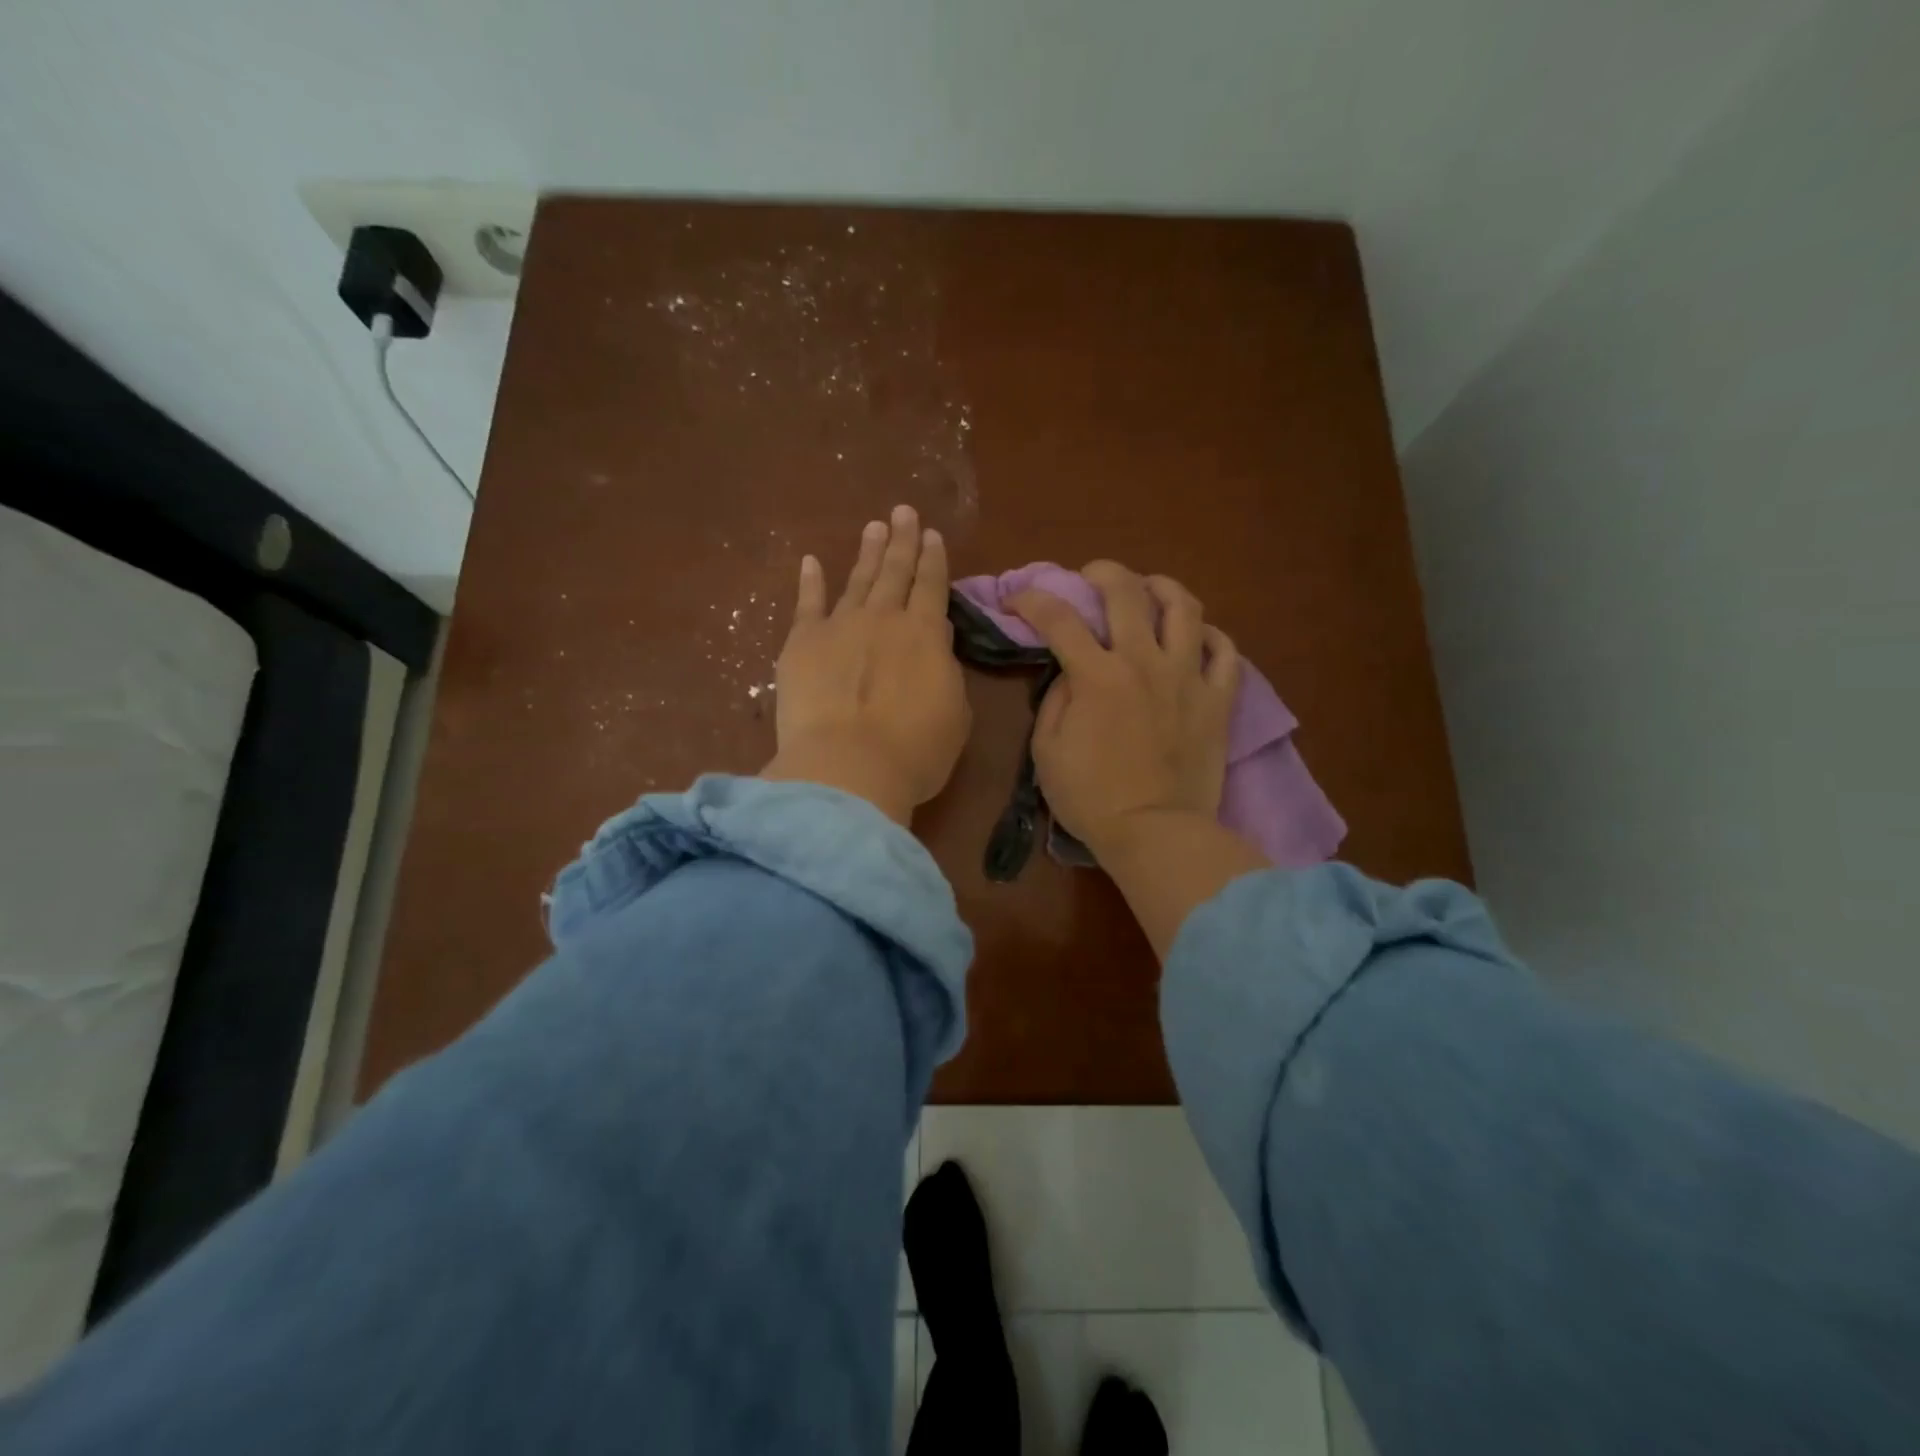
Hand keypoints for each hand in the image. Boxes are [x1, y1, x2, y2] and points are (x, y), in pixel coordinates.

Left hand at [762, 505, 969, 825]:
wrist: (849, 767)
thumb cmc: (915, 751)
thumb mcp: (954, 712)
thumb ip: (946, 671)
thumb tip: (935, 643)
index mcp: (926, 634)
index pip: (932, 586)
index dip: (933, 560)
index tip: (932, 535)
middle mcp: (885, 618)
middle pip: (895, 571)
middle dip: (902, 540)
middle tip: (903, 512)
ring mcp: (840, 625)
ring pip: (857, 580)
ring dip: (867, 552)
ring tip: (874, 527)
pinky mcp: (802, 642)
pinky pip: (808, 603)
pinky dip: (810, 580)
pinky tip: (811, 561)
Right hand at [1010, 561, 1240, 857]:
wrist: (1153, 833)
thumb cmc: (1090, 797)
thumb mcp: (1047, 750)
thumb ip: (1057, 700)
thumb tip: (1072, 672)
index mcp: (1097, 675)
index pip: (1057, 618)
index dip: (1030, 598)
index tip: (1016, 599)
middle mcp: (1144, 662)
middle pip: (1126, 591)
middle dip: (1102, 572)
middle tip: (1090, 577)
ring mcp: (1188, 677)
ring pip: (1184, 607)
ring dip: (1162, 587)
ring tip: (1149, 590)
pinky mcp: (1218, 700)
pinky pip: (1225, 652)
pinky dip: (1209, 636)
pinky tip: (1195, 637)